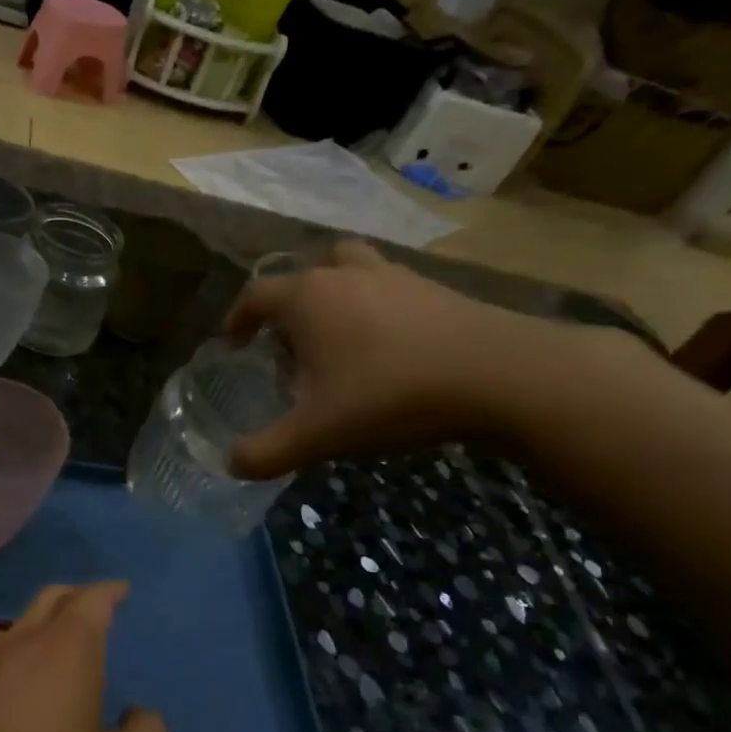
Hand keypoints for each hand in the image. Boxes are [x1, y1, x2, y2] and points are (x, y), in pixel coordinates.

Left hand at [0, 582, 166, 731]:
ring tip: (60, 648)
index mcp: (66, 649)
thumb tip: (138, 714)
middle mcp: (22, 641)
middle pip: (51, 598)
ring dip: (44, 624)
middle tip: (96, 607)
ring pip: (19, 624)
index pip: (92, 599)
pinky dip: (18, 653)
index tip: (122, 590)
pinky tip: (20, 688)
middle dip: (77, 595)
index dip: (110, 591)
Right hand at [223, 241, 576, 478]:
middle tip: (290, 346)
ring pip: (348, 268)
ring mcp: (394, 275)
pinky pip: (388, 286)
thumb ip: (267, 452)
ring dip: (334, 292)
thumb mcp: (318, 435)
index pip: (255, 295)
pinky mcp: (434, 288)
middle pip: (303, 274)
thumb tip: (231, 464)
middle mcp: (345, 274)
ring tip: (338, 335)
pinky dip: (375, 305)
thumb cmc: (390, 395)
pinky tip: (389, 347)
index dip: (236, 319)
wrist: (499, 373)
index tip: (232, 344)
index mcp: (307, 298)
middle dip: (288, 306)